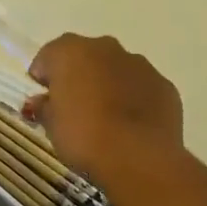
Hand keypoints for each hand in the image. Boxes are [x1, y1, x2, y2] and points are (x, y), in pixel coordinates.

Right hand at [26, 34, 184, 185]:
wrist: (139, 158)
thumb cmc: (83, 135)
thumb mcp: (51, 125)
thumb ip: (44, 107)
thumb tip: (42, 102)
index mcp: (70, 51)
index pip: (47, 58)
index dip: (44, 80)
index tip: (45, 102)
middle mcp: (104, 47)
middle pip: (84, 57)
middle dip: (78, 77)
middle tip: (74, 108)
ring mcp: (138, 64)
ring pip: (115, 69)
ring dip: (108, 85)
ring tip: (106, 119)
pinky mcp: (164, 85)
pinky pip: (141, 87)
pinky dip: (134, 99)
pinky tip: (131, 126)